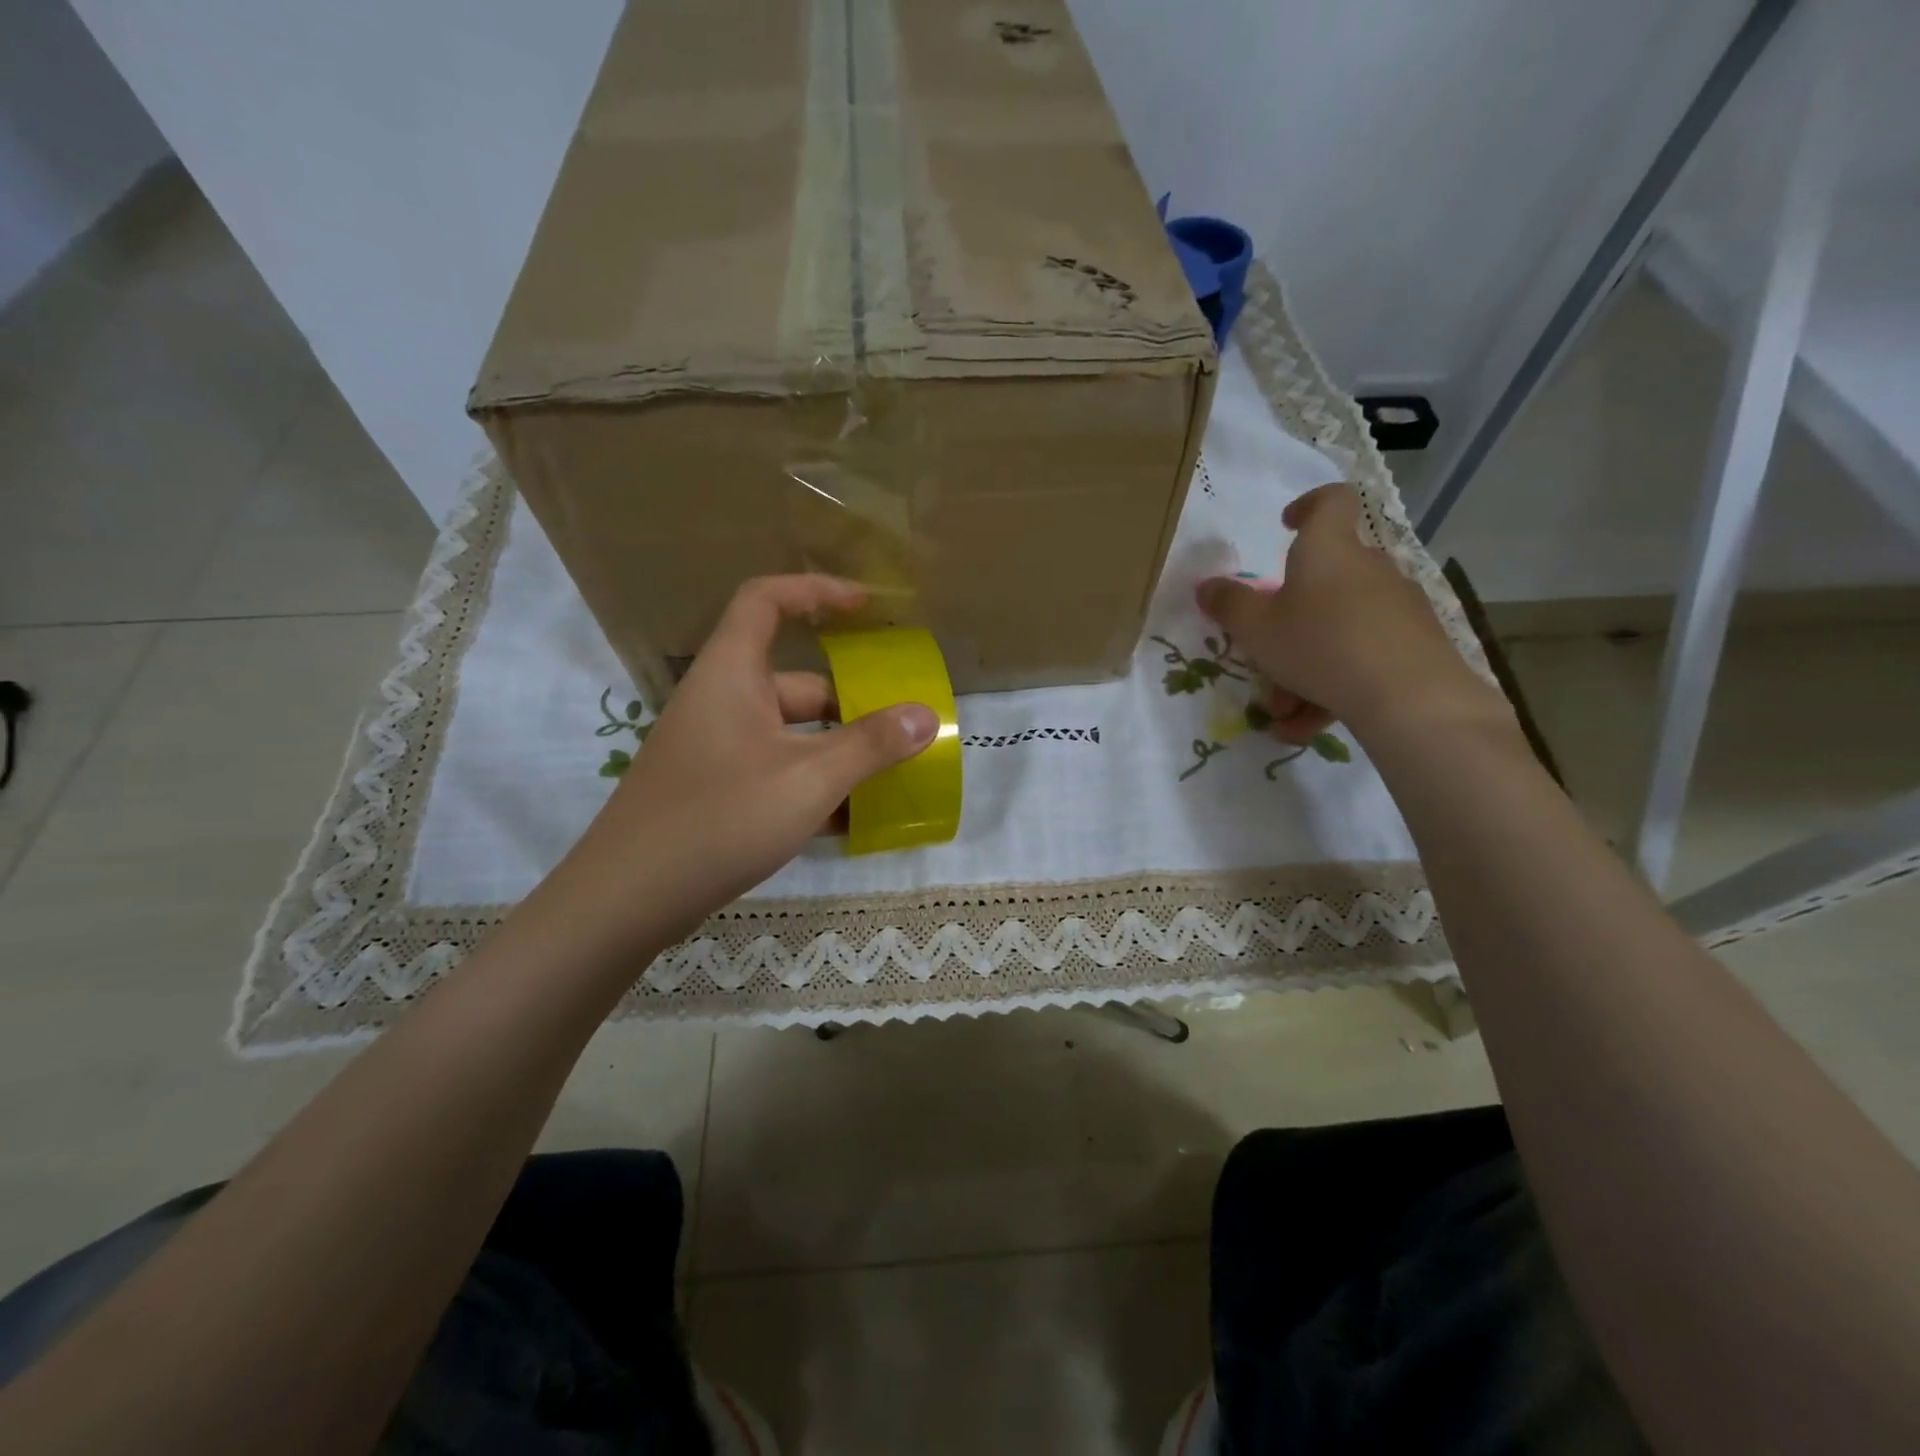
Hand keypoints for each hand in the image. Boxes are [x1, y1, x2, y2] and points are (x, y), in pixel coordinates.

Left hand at [564, 575, 937, 944]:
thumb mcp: (809, 778)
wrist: (627, 899)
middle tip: (900, 727)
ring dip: (837, 753)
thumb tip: (925, 716)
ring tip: (888, 779)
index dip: (816, 591)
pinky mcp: (714, 791)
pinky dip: (812, 786)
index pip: (766, 600)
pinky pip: (775, 772)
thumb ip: (871, 745)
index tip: (866, 607)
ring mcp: (716, 749)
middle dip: (851, 704)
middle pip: (796, 683)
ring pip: (790, 735)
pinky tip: (849, 822)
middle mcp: (722, 702)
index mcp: (732, 674)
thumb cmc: (721, 817)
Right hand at [1197, 484, 1503, 743]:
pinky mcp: (1415, 644)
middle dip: (1289, 622)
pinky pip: (1361, 658)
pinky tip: (1308, 726)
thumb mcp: (1255, 628)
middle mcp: (1368, 569)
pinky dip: (1333, 687)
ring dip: (1304, 668)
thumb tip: (1206, 586)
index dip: (1308, 506)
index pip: (1330, 502)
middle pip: (1325, 581)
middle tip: (1265, 657)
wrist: (1407, 696)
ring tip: (1284, 712)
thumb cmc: (1319, 644)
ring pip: (1338, 630)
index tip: (1287, 526)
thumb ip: (1228, 605)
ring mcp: (1396, 607)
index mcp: (1328, 550)